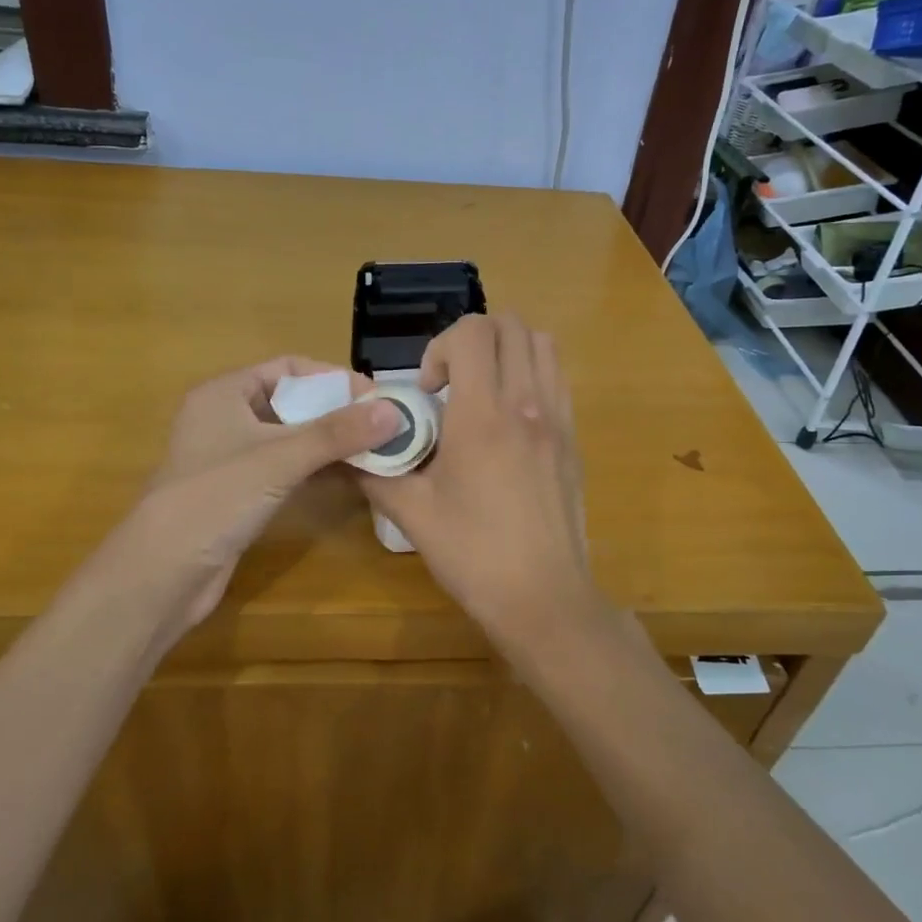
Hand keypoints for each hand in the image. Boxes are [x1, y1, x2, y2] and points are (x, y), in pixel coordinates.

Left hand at [93, 358, 396, 639]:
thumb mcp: (279, 458)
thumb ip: (337, 433)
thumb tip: (394, 411)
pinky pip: (285, 468)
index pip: (289, 368)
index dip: (333, 378)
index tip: (375, 396)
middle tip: (383, 424)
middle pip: (292, 402)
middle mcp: (225, 418)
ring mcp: (231, 458)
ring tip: (376, 449)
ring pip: (291, 438)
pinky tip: (350, 475)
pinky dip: (316, 468)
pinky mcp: (239, 492)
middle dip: (337, 412)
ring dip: (330, 442)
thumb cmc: (215, 498)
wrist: (162, 574)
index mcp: (224, 393)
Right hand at [359, 314, 597, 639]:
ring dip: (507, 350)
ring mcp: (557, 419)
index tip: (428, 392)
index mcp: (483, 415)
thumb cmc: (473, 554)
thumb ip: (376, 472)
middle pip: (511, 325)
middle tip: (451, 383)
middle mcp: (526, 403)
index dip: (439, 348)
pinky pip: (557, 379)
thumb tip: (348, 450)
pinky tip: (509, 419)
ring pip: (542, 344)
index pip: (471, 333)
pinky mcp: (573, 439)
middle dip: (473, 339)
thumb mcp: (411, 514)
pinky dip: (531, 374)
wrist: (543, 597)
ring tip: (482, 391)